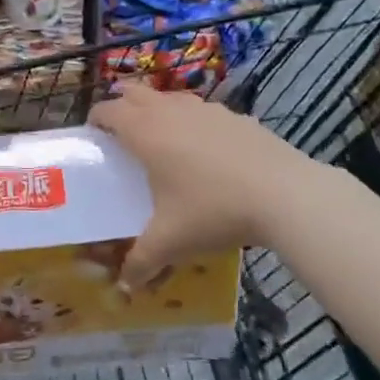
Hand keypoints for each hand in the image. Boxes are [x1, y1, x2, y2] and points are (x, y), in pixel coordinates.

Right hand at [89, 84, 318, 287]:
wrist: (285, 195)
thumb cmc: (213, 211)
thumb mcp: (171, 242)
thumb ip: (142, 262)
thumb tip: (125, 287)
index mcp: (145, 133)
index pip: (108, 111)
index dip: (96, 119)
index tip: (93, 134)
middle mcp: (170, 112)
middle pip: (135, 92)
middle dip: (122, 104)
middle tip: (120, 130)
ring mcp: (206, 110)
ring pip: (171, 97)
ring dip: (158, 108)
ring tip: (161, 135)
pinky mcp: (236, 116)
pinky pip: (204, 111)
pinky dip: (194, 120)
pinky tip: (206, 147)